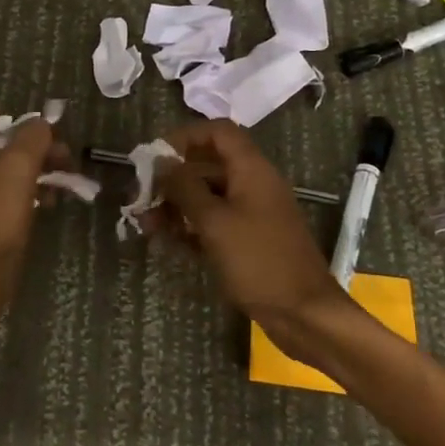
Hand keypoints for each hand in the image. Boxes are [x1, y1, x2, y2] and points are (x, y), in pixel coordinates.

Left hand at [0, 109, 65, 324]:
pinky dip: (13, 201)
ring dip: (27, 178)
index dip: (20, 123)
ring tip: (56, 192)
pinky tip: (38, 211)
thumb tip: (41, 124)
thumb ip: (32, 138)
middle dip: (31, 154)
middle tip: (63, 165)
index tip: (49, 137)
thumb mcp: (19, 169)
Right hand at [153, 120, 359, 366]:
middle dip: (173, 177)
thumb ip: (185, 188)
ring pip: (208, 195)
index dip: (185, 137)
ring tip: (146, 225)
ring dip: (176, 205)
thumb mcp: (214, 222)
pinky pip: (215, 221)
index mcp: (251, 170)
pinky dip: (191, 225)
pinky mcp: (249, 239)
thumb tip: (162, 161)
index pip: (218, 132)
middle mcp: (253, 184)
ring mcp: (252, 212)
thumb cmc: (258, 261)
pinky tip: (167, 240)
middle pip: (208, 164)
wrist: (303, 313)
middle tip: (141, 196)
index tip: (155, 156)